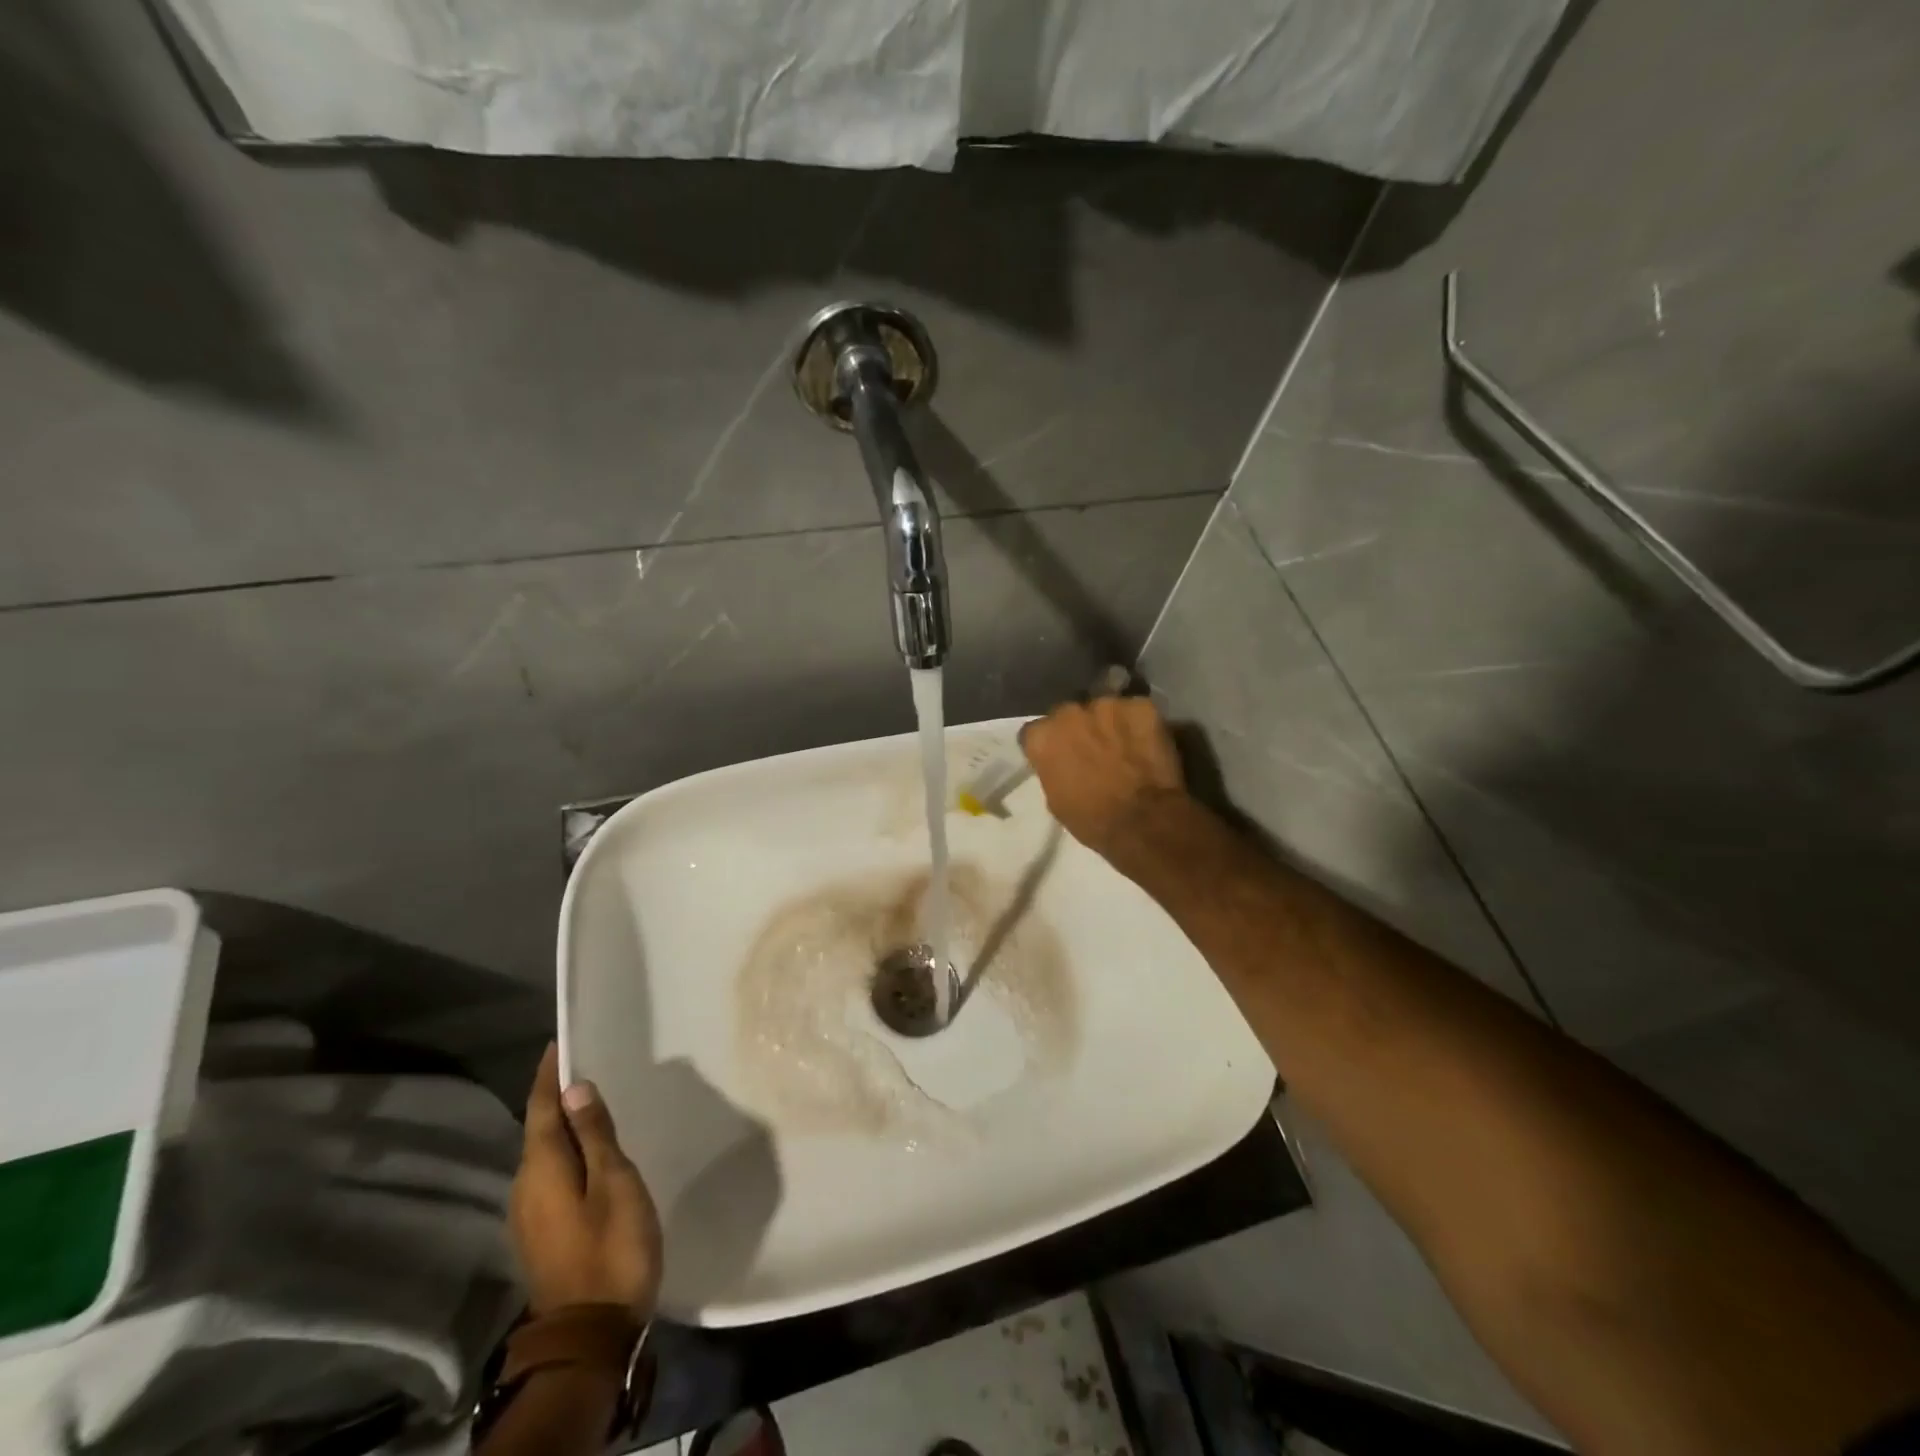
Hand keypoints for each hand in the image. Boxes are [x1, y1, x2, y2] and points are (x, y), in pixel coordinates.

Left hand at [510, 1044, 662, 1318]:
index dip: (548, 1075)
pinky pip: (551, 1174)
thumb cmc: (611, 1248)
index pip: (539, 1109)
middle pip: (538, 1129)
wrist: (591, 1335)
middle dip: (557, 1096)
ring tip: (593, 1101)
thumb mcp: (614, 1183)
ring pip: (545, 1154)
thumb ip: (594, 1135)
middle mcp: (525, 1187)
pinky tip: (591, 1151)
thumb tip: (575, 1088)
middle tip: (586, 1064)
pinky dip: (568, 1151)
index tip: (559, 1043)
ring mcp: (530, 1215)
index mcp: (541, 1169)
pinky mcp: (543, 1232)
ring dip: (563, 1124)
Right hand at [1020, 695, 1187, 856]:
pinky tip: (1147, 744)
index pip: (1036, 732)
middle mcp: (1069, 712)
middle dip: (1078, 729)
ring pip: (1105, 710)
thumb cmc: (1092, 820)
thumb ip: (1052, 770)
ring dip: (1109, 724)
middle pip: (1069, 715)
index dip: (1048, 745)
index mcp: (1042, 737)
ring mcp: (1107, 704)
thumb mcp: (1055, 800)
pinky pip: (1136, 711)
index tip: (1058, 758)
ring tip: (1124, 747)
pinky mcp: (1141, 705)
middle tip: (1093, 751)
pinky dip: (1140, 724)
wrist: (1143, 821)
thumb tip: (1061, 763)